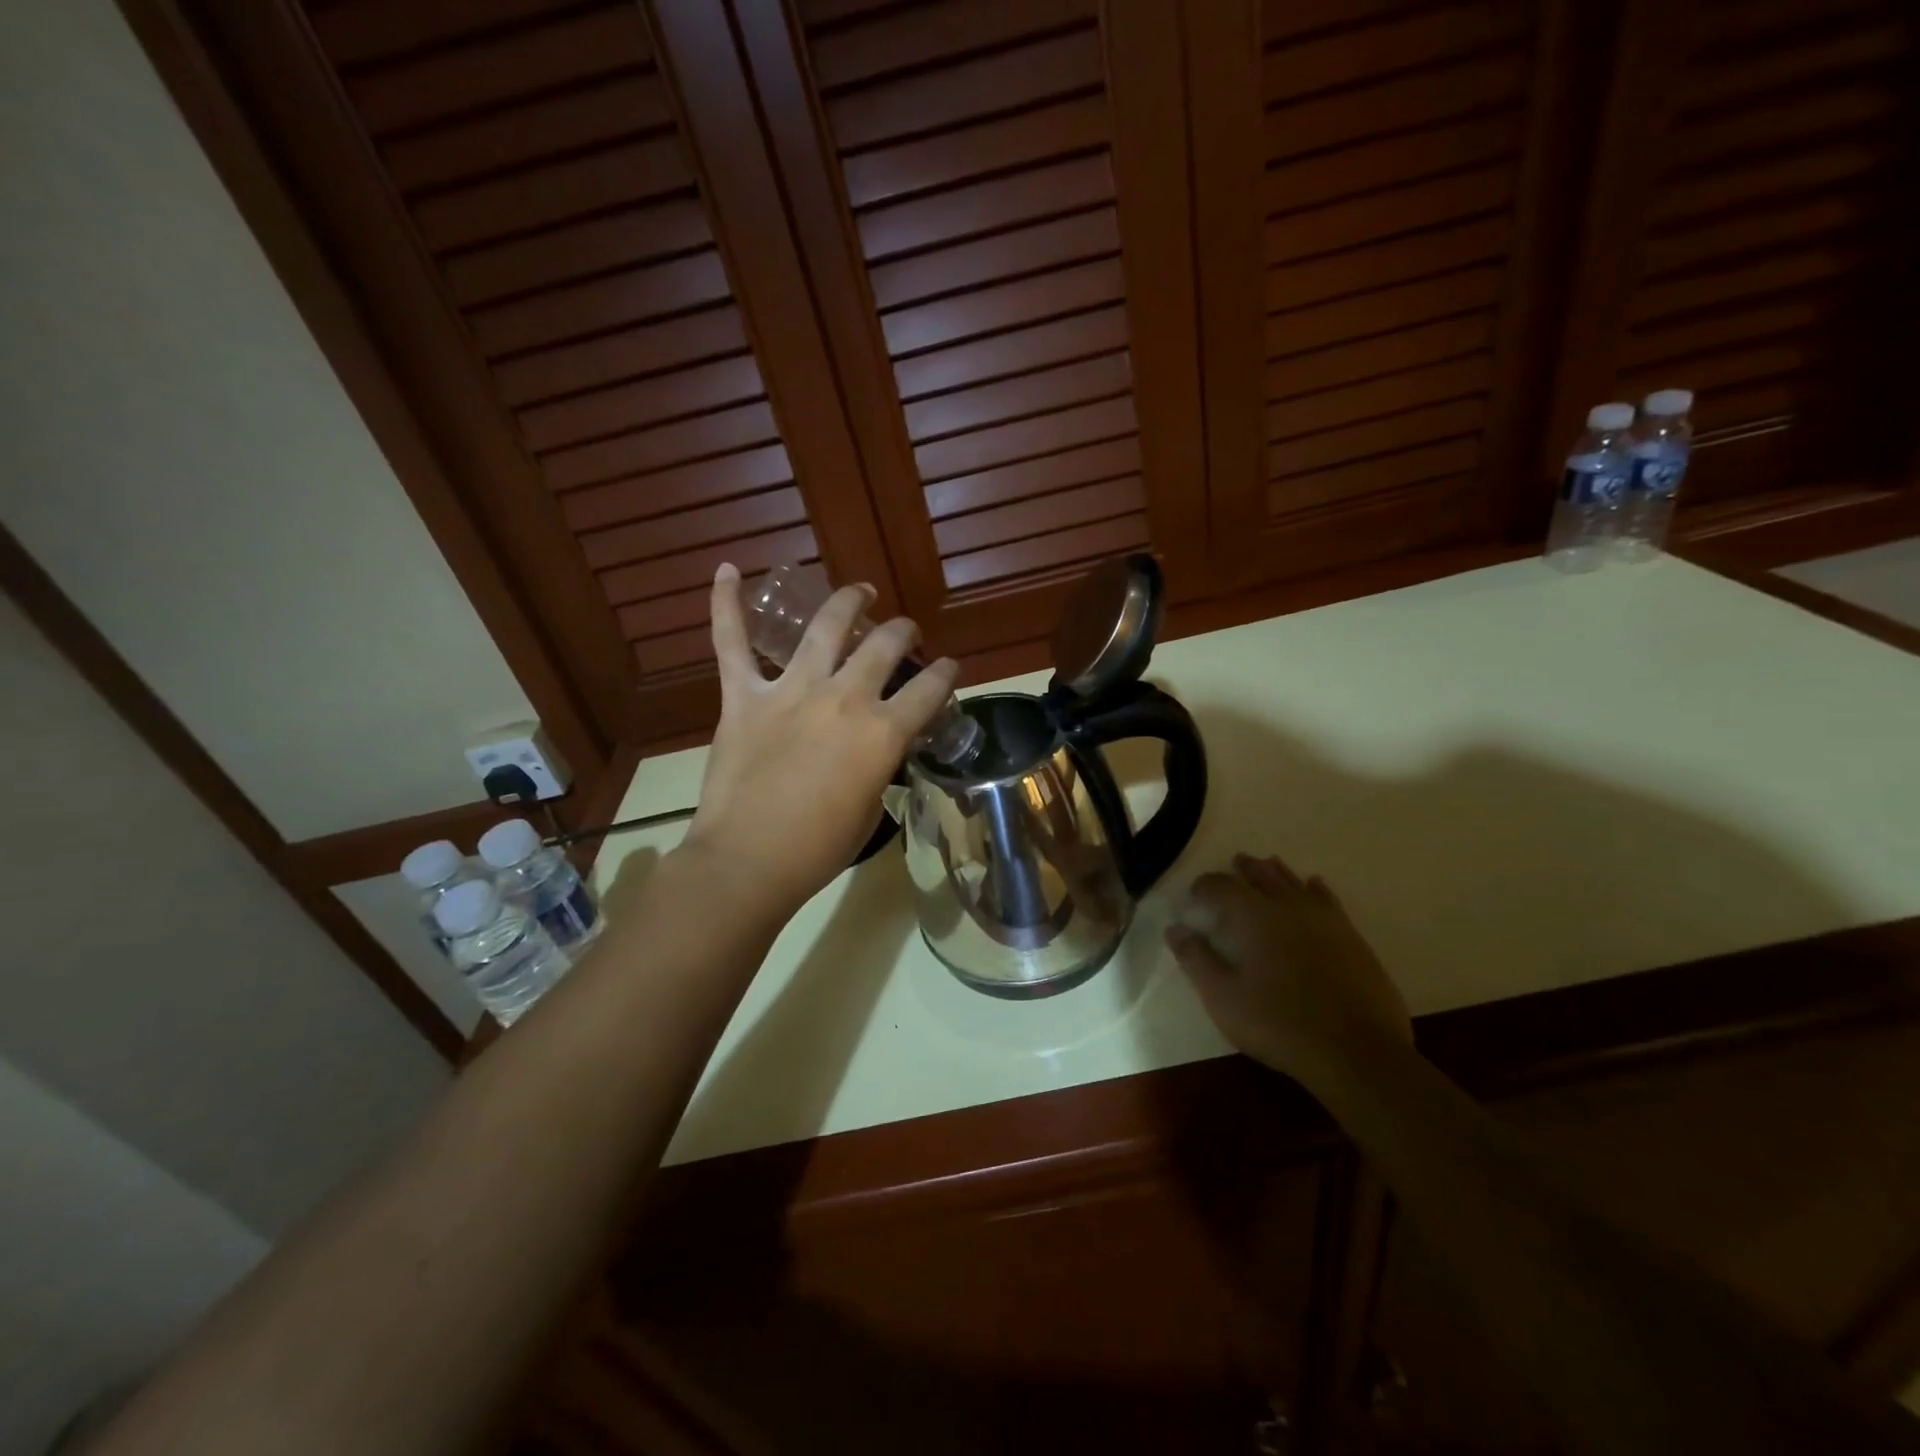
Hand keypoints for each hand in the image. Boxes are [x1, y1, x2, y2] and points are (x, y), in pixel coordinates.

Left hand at [679, 563, 958, 915]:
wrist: (748, 862)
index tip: (950, 667)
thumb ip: (877, 766)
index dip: (946, 675)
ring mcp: (790, 692)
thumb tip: (872, 750)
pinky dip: (726, 605)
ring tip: (859, 591)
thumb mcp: (869, 809)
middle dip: (903, 632)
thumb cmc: (817, 850)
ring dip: (846, 602)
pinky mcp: (743, 698)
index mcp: (882, 733)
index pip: (929, 690)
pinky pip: (731, 644)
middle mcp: (844, 699)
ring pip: (824, 629)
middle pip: (884, 647)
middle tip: (905, 631)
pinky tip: (728, 570)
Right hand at [1167, 853, 1410, 1082]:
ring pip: (1296, 883)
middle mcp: (1289, 907)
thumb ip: (1196, 960)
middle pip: (1263, 876)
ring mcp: (1325, 920)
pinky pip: (1328, 900)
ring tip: (1268, 865)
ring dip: (1278, 872)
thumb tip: (1174, 929)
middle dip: (1245, 869)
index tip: (1194, 895)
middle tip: (1235, 863)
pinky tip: (1314, 886)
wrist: (1357, 1052)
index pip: (1222, 887)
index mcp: (1254, 917)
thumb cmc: (1279, 1024)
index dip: (1205, 886)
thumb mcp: (1223, 998)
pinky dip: (1315, 889)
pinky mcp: (1352, 938)